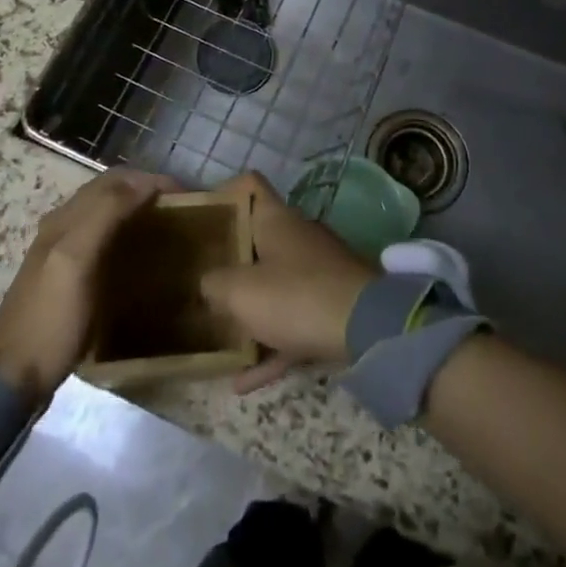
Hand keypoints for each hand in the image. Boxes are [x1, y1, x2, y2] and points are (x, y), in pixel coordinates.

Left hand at [0, 169, 175, 403]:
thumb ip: (105, 214)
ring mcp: (65, 253)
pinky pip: (104, 240)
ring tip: (167, 225)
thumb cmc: (50, 318)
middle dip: (146, 190)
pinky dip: (127, 234)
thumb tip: (144, 183)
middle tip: (181, 208)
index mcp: (65, 218)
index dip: (150, 180)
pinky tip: (141, 253)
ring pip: (107, 214)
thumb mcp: (76, 260)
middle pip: (110, 192)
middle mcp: (63, 226)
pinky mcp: (69, 278)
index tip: (185, 195)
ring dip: (137, 209)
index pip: (114, 180)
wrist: (13, 378)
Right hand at [200, 172, 377, 392]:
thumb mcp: (240, 291)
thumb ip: (214, 283)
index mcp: (276, 219)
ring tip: (216, 333)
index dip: (223, 194)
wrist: (367, 327)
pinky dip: (270, 346)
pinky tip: (242, 381)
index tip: (199, 216)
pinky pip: (291, 323)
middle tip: (198, 279)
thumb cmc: (295, 296)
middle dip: (229, 260)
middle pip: (257, 239)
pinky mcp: (330, 304)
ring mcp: (317, 270)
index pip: (249, 185)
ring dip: (248, 310)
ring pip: (273, 283)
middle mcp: (297, 236)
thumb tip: (208, 282)